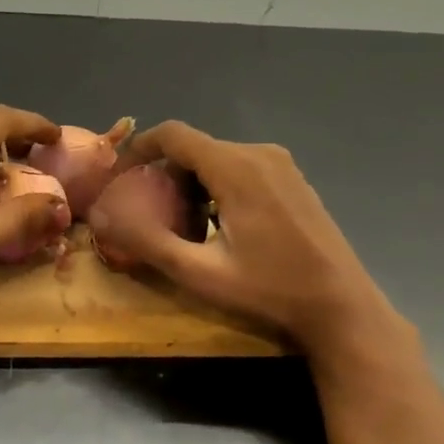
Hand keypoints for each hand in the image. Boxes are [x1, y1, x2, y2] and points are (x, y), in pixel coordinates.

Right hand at [92, 121, 417, 367]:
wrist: (341, 308)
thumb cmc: (270, 290)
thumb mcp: (199, 273)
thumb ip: (147, 241)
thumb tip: (102, 216)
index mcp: (235, 167)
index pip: (173, 134)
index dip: (138, 148)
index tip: (119, 178)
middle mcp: (259, 154)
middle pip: (194, 148)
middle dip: (164, 176)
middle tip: (149, 215)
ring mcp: (281, 165)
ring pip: (217, 159)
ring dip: (190, 185)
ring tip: (181, 228)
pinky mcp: (293, 180)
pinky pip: (240, 169)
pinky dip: (216, 188)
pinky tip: (217, 227)